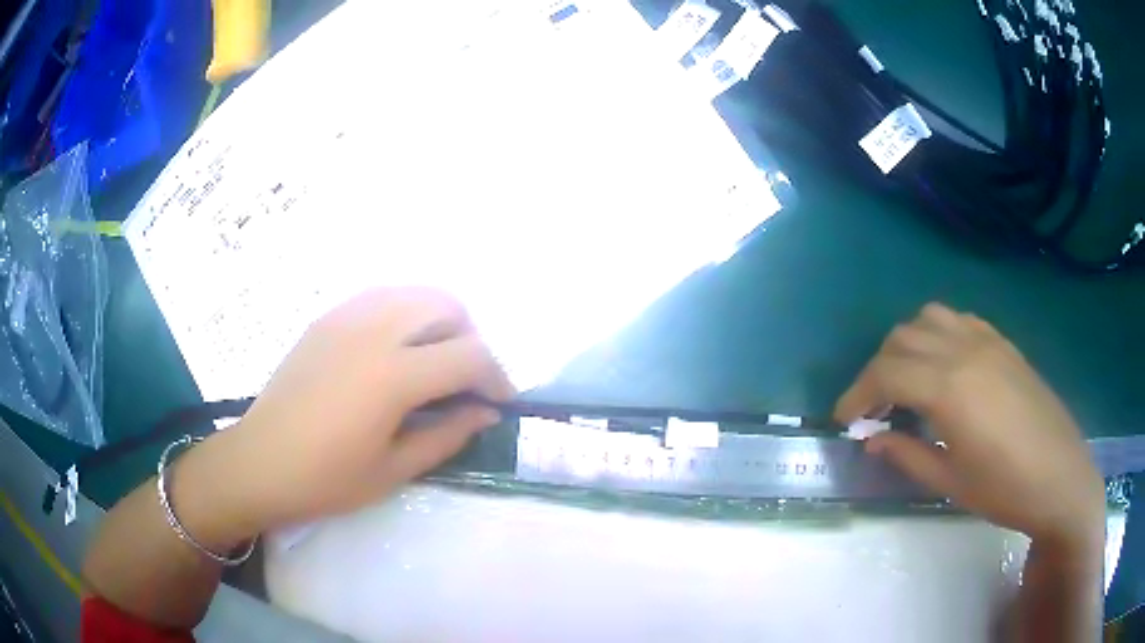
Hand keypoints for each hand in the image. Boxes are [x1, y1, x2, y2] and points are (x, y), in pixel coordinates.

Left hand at [199, 287, 513, 538]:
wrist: (259, 462)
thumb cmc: (326, 479)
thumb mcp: (394, 470)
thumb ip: (447, 435)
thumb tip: (486, 413)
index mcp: (393, 375)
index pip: (470, 355)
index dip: (496, 377)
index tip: (498, 403)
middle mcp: (375, 330)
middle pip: (448, 305)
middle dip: (470, 339)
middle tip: (464, 381)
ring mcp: (347, 316)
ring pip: (415, 292)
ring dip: (439, 321)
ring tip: (432, 361)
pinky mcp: (327, 318)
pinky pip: (382, 297)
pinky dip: (404, 314)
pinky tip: (394, 351)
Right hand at [835, 303, 1103, 547]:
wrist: (1060, 477)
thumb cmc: (1004, 489)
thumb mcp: (950, 481)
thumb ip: (907, 454)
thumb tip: (872, 439)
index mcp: (949, 387)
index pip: (885, 373)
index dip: (856, 395)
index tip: (844, 420)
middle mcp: (964, 350)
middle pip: (902, 338)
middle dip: (876, 370)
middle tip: (873, 408)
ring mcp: (987, 341)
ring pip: (929, 318)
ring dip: (906, 344)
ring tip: (906, 381)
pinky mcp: (1004, 344)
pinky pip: (960, 320)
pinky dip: (938, 334)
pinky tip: (943, 366)